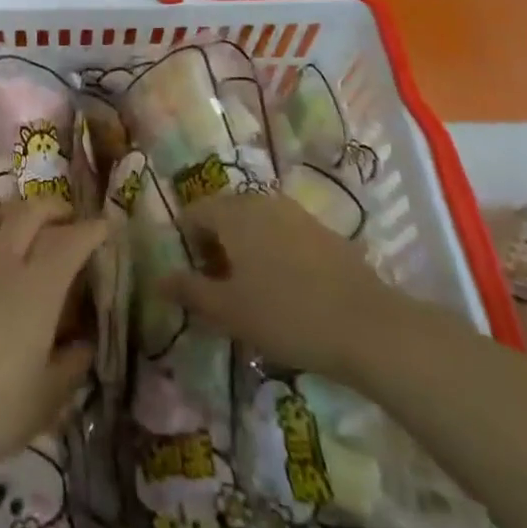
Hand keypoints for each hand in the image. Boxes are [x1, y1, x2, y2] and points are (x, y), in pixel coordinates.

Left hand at [0, 199, 106, 489]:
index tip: (106, 226)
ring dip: (12, 214)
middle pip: (30, 213)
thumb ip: (72, 365)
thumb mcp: (47, 400)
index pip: (71, 241)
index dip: (92, 229)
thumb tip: (85, 342)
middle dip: (54, 208)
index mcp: (38, 288)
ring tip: (20, 225)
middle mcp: (2, 263)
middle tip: (67, 218)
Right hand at [163, 192, 397, 378]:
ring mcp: (295, 213)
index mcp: (232, 214)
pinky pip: (284, 233)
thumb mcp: (229, 311)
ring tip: (253, 289)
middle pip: (225, 214)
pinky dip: (275, 252)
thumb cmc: (286, 315)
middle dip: (216, 245)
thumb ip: (189, 291)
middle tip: (221, 286)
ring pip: (256, 223)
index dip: (186, 244)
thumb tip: (158, 279)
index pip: (193, 213)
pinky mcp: (323, 230)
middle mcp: (261, 202)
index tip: (195, 279)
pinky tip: (288, 289)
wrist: (368, 326)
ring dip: (246, 248)